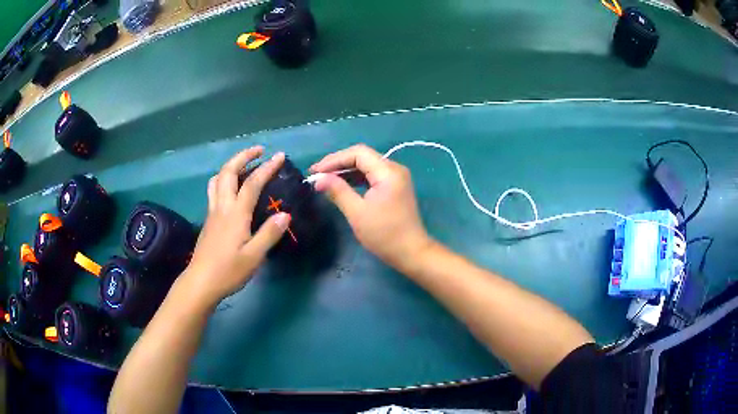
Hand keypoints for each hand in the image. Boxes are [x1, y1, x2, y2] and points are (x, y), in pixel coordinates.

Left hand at [180, 147, 291, 308]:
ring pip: (217, 179)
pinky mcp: (208, 219)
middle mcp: (222, 207)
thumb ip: (269, 234)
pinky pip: (214, 189)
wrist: (201, 282)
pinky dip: (223, 179)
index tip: (280, 156)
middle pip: (228, 172)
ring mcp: (212, 212)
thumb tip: (285, 214)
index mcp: (236, 214)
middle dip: (243, 156)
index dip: (267, 167)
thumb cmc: (228, 271)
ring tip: (244, 164)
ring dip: (231, 166)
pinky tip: (231, 189)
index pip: (252, 183)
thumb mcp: (254, 256)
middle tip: (258, 150)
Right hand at [310, 144, 433, 271]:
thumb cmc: (384, 234)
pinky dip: (356, 179)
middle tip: (317, 174)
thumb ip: (338, 191)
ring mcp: (396, 178)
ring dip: (346, 171)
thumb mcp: (357, 212)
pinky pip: (372, 176)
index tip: (315, 171)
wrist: (411, 253)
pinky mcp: (395, 187)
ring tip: (325, 179)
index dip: (334, 159)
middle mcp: (394, 169)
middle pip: (363, 156)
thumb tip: (318, 179)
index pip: (358, 153)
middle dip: (338, 164)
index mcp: (388, 172)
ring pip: (367, 166)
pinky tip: (342, 185)